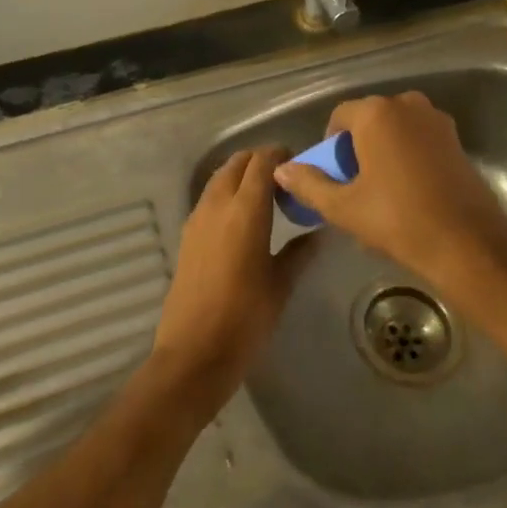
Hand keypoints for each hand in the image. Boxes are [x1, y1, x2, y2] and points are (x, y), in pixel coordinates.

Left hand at [150, 148, 314, 419]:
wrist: (193, 352)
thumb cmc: (245, 319)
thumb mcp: (281, 285)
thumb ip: (300, 252)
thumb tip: (319, 232)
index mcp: (246, 209)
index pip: (262, 161)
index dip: (280, 155)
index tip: (299, 164)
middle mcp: (218, 204)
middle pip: (238, 163)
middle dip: (260, 161)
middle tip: (284, 179)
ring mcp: (198, 217)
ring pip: (220, 177)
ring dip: (241, 175)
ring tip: (266, 196)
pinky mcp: (187, 234)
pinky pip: (210, 197)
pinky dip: (227, 193)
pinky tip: (243, 218)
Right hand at [273, 92, 506, 317]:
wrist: (467, 245)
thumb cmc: (398, 220)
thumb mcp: (343, 206)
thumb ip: (309, 184)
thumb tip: (281, 170)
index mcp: (376, 113)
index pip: (340, 116)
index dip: (330, 144)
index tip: (332, 175)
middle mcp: (407, 105)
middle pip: (369, 119)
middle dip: (357, 146)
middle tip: (354, 184)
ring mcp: (436, 120)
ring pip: (396, 129)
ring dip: (383, 149)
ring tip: (381, 189)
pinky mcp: (456, 140)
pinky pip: (419, 138)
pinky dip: (408, 155)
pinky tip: (409, 190)